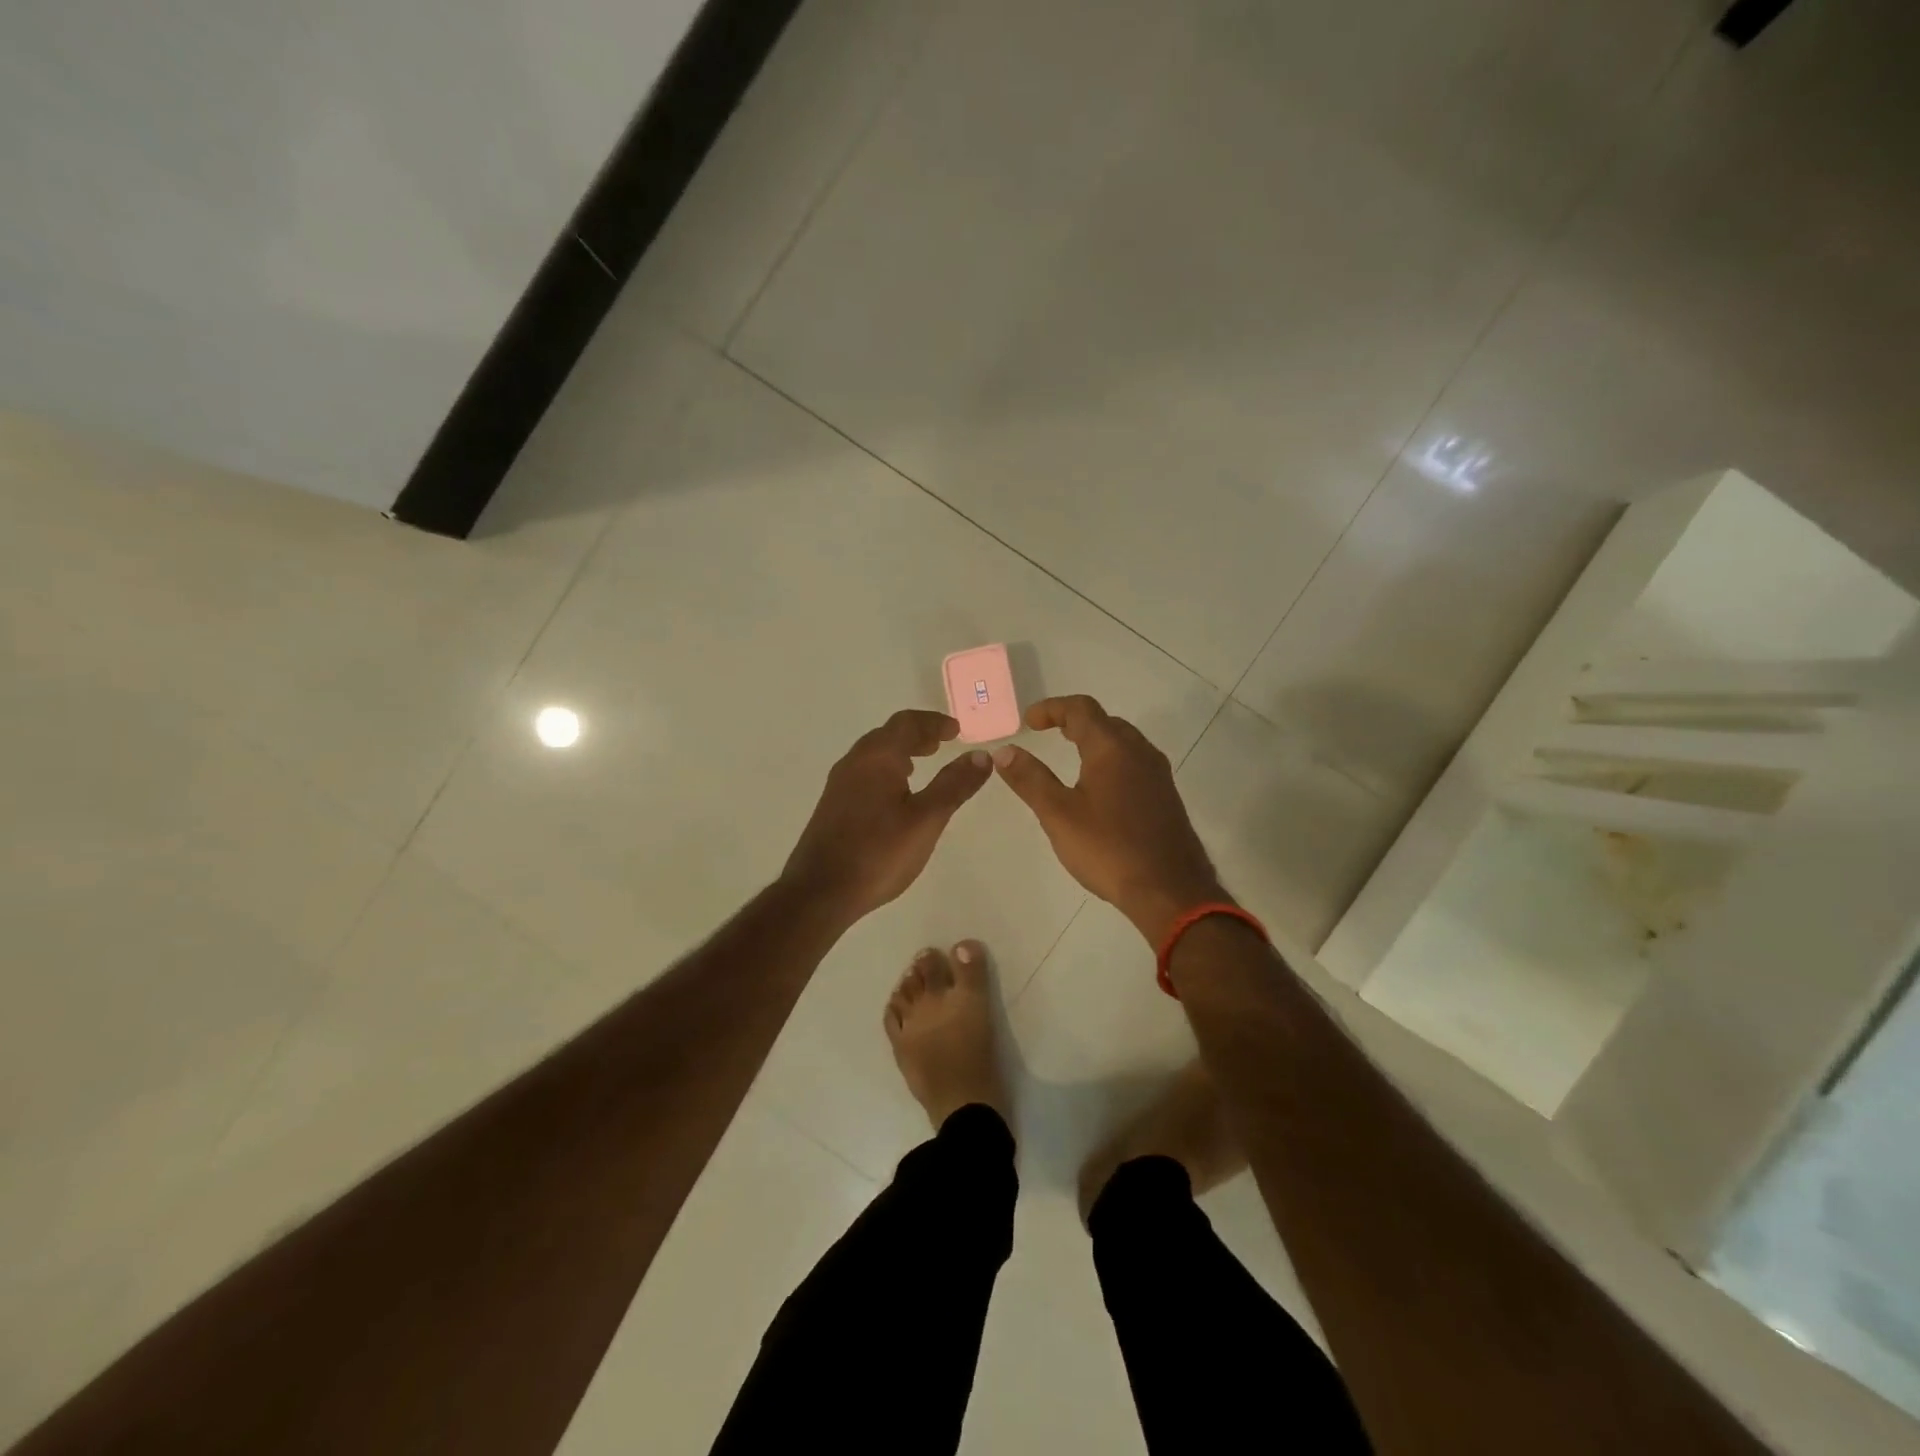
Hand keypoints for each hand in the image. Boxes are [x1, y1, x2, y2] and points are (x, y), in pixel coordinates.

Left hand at [782, 709, 991, 925]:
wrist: (820, 892)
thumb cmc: (878, 852)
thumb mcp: (927, 819)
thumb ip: (954, 785)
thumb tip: (981, 755)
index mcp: (877, 757)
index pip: (907, 723)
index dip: (934, 722)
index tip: (957, 731)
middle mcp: (854, 762)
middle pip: (888, 734)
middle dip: (917, 734)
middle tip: (942, 743)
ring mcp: (839, 784)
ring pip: (874, 754)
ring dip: (900, 751)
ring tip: (922, 764)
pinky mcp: (833, 805)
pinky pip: (864, 772)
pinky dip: (886, 769)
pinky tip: (896, 794)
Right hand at [993, 694, 1226, 943]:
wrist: (1170, 890)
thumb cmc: (1109, 849)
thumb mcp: (1059, 814)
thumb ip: (1030, 779)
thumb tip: (1004, 751)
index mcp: (1112, 748)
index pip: (1081, 709)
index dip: (1051, 708)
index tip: (1029, 722)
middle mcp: (1140, 752)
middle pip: (1105, 721)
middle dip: (1074, 721)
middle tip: (1048, 734)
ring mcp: (1158, 774)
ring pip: (1123, 742)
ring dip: (1095, 740)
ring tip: (1071, 757)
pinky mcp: (1165, 797)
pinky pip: (1134, 763)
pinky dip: (1111, 761)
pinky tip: (1100, 788)